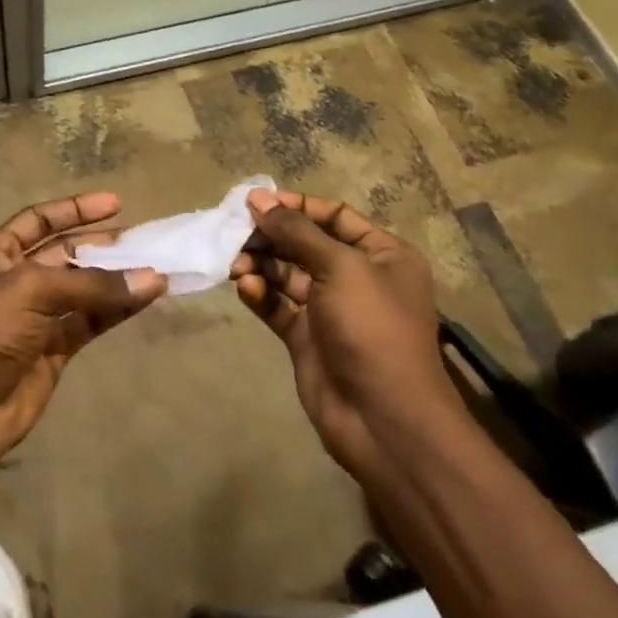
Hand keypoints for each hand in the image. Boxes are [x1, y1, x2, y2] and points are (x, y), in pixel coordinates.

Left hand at [0, 193, 166, 481]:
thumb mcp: (30, 291)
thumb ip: (92, 284)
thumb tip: (151, 278)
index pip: (38, 219)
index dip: (75, 209)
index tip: (116, 204)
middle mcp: (13, 280)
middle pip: (64, 253)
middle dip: (101, 244)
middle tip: (143, 238)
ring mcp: (34, 317)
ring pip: (82, 289)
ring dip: (115, 278)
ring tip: (156, 266)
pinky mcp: (52, 351)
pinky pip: (89, 322)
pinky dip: (116, 310)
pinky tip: (145, 297)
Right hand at [231, 190, 461, 479]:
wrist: (382, 418)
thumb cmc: (372, 328)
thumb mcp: (340, 268)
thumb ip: (296, 231)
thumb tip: (259, 199)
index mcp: (382, 255)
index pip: (335, 216)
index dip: (297, 207)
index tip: (256, 203)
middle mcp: (358, 278)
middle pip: (306, 244)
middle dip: (272, 236)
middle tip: (235, 232)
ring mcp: (330, 310)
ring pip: (287, 275)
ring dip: (261, 265)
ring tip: (236, 265)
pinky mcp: (307, 338)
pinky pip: (278, 305)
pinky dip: (260, 294)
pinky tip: (245, 288)